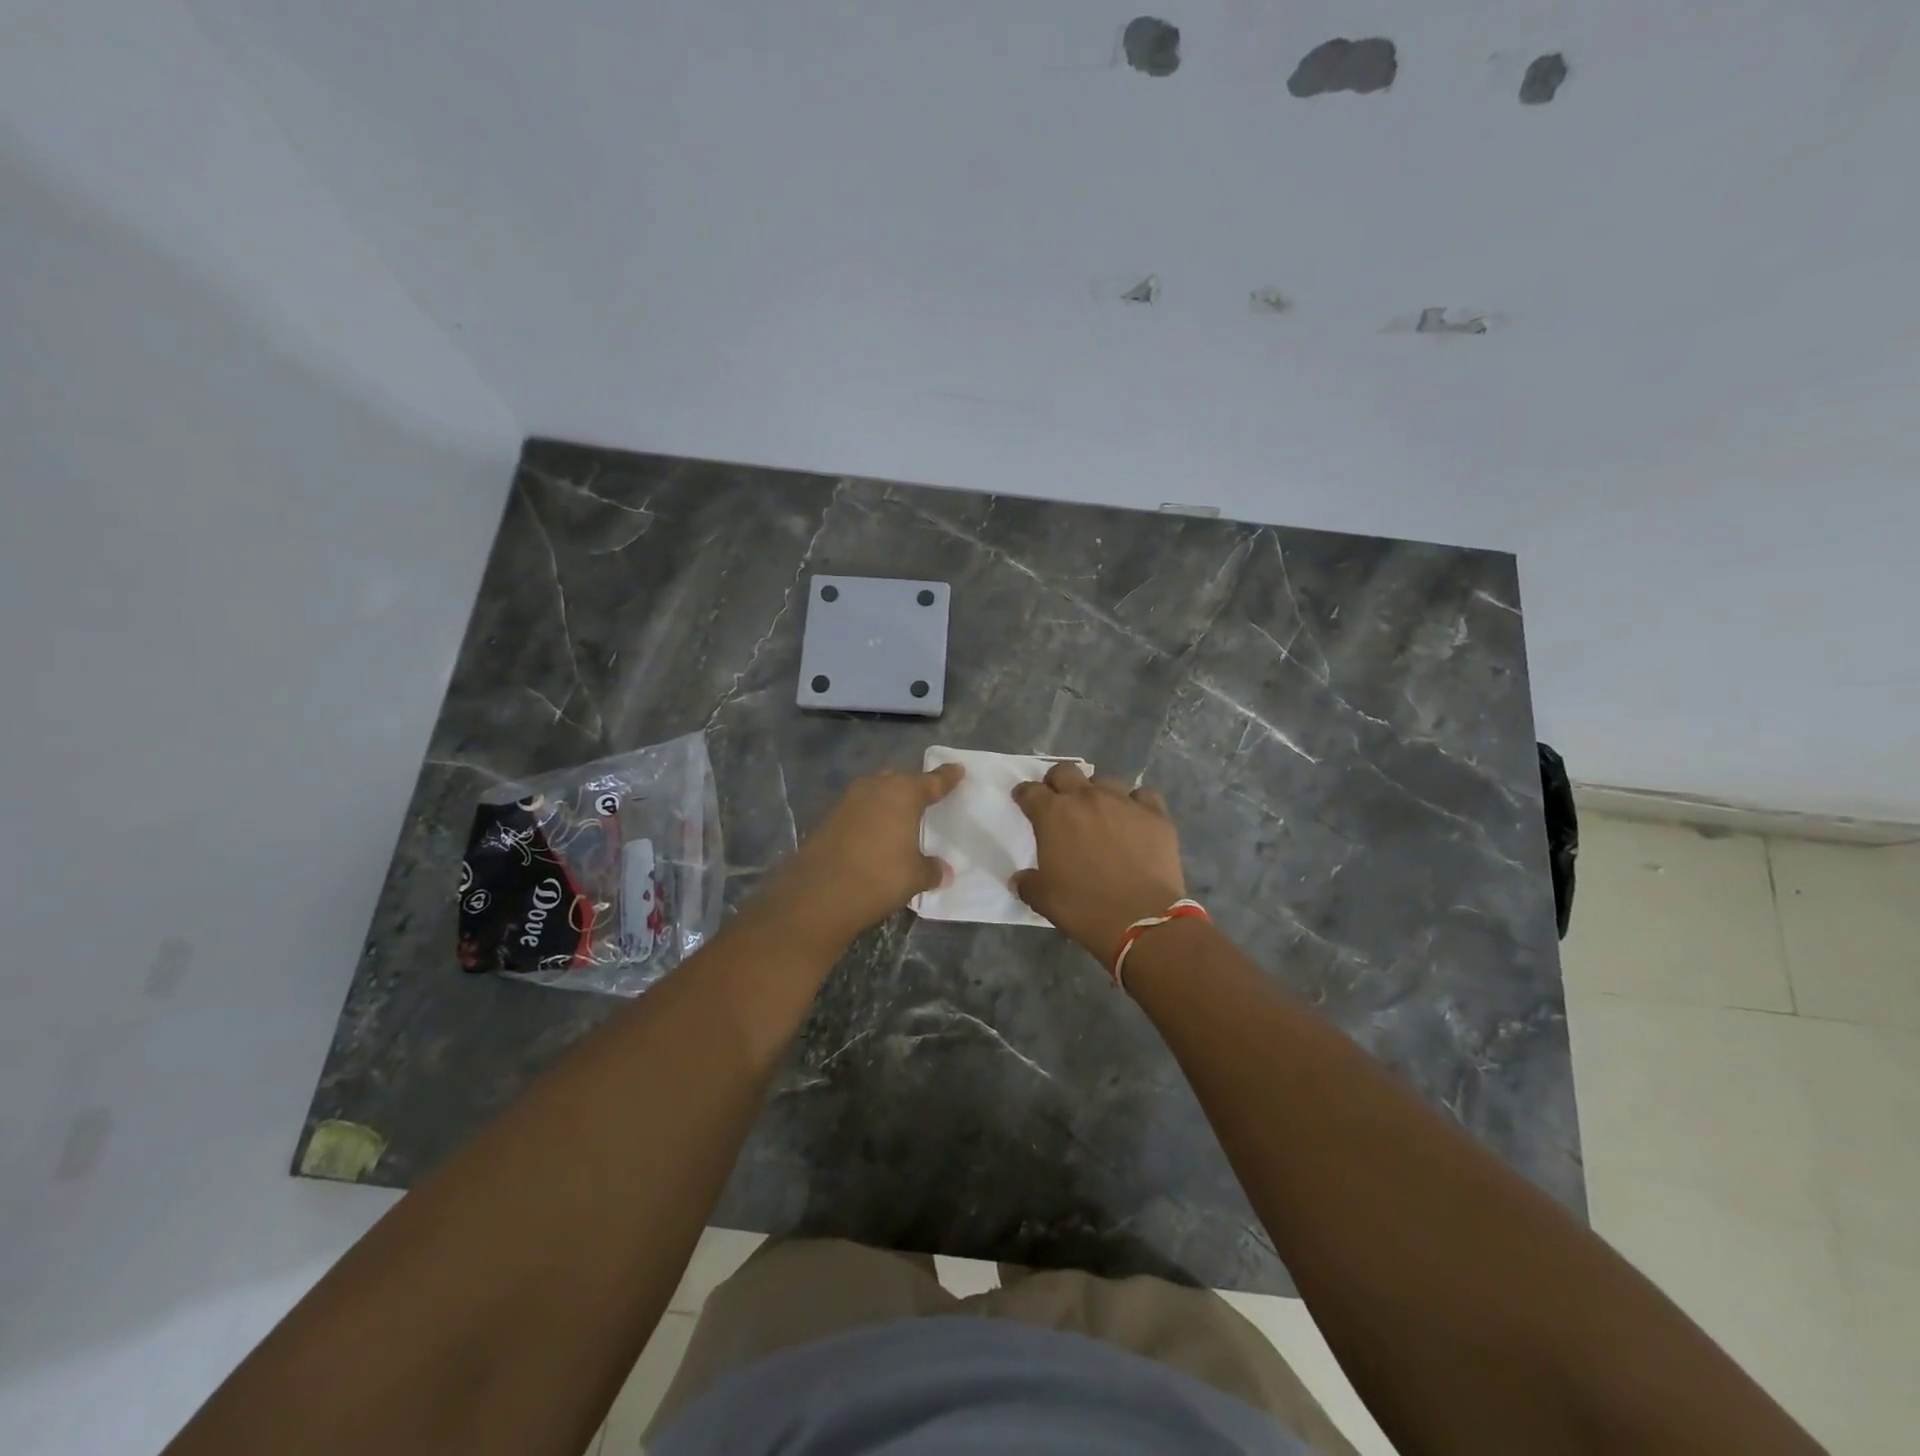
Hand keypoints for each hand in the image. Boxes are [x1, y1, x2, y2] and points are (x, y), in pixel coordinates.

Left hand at [752, 763, 963, 951]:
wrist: (819, 893)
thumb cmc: (879, 877)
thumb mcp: (915, 876)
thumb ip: (932, 869)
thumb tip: (944, 871)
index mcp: (903, 794)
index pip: (932, 781)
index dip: (946, 777)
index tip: (957, 769)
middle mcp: (875, 788)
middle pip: (899, 781)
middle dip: (912, 787)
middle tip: (925, 798)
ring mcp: (848, 801)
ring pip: (875, 792)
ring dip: (887, 802)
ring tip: (899, 818)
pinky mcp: (828, 818)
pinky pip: (858, 810)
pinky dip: (869, 818)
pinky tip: (873, 836)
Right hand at [1011, 762, 1185, 965]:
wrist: (1142, 920)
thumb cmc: (1084, 908)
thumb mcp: (1044, 899)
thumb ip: (1028, 883)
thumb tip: (1020, 880)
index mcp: (1053, 814)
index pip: (1030, 791)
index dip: (1024, 795)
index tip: (1024, 802)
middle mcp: (1087, 798)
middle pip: (1066, 771)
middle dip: (1057, 783)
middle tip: (1059, 802)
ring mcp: (1123, 802)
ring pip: (1105, 781)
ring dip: (1096, 793)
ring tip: (1100, 814)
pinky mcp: (1155, 814)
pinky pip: (1142, 796)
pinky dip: (1135, 803)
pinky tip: (1134, 819)